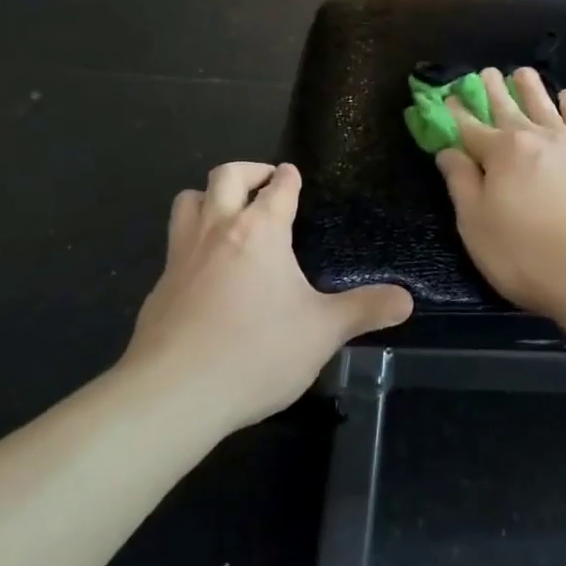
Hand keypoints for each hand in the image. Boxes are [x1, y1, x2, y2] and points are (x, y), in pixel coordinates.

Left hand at [124, 162, 412, 427]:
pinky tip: (207, 274)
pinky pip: (174, 246)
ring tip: (229, 214)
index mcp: (260, 231)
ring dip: (209, 197)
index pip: (277, 187)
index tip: (293, 174)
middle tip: (265, 183)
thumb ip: (365, 310)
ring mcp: (181, 257)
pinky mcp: (158, 288)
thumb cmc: (257, 351)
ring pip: (187, 202)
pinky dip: (192, 243)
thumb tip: (407, 300)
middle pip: (224, 176)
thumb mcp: (324, 332)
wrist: (174, 394)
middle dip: (248, 171)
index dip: (289, 177)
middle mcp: (217, 231)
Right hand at [435, 68, 565, 316]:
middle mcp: (535, 139)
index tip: (447, 96)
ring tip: (523, 72)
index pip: (470, 128)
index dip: (455, 113)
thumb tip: (448, 151)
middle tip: (484, 72)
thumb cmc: (522, 253)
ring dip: (532, 89)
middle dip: (492, 91)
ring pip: (546, 108)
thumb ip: (461, 182)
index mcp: (501, 153)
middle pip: (508, 109)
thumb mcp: (475, 223)